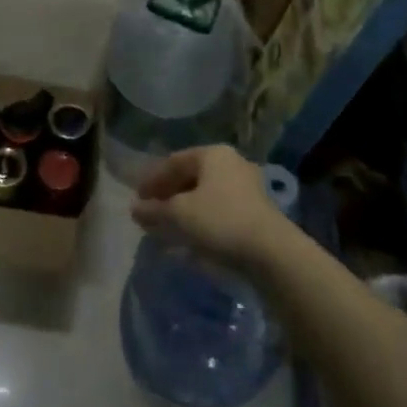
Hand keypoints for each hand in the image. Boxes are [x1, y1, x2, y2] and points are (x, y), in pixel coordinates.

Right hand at [131, 145, 300, 276]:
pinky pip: (218, 210)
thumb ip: (154, 210)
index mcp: (213, 154)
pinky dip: (200, 220)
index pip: (174, 161)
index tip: (137, 198)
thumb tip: (135, 209)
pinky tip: (189, 239)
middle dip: (168, 195)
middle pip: (191, 177)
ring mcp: (246, 187)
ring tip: (166, 227)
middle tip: (150, 212)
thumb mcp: (178, 214)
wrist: (271, 252)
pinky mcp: (254, 211)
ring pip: (204, 195)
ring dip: (183, 210)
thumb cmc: (220, 221)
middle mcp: (231, 164)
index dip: (152, 179)